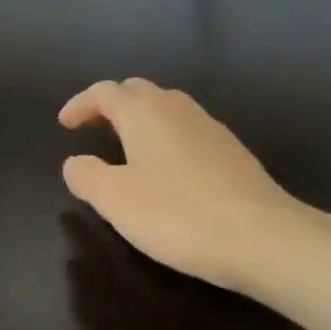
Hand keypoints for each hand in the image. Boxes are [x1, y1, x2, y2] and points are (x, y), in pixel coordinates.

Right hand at [59, 78, 330, 297]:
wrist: (266, 238)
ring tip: (126, 148)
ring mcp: (210, 127)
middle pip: (137, 91)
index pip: (104, 92)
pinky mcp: (232, 151)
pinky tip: (167, 170)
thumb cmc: (179, 215)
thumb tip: (75, 162)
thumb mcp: (116, 200)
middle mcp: (177, 108)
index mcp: (144, 112)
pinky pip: (187, 130)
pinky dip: (165, 137)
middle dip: (110, 105)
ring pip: (166, 108)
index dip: (80, 104)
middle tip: (92, 130)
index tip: (64, 125)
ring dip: (140, 120)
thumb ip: (87, 176)